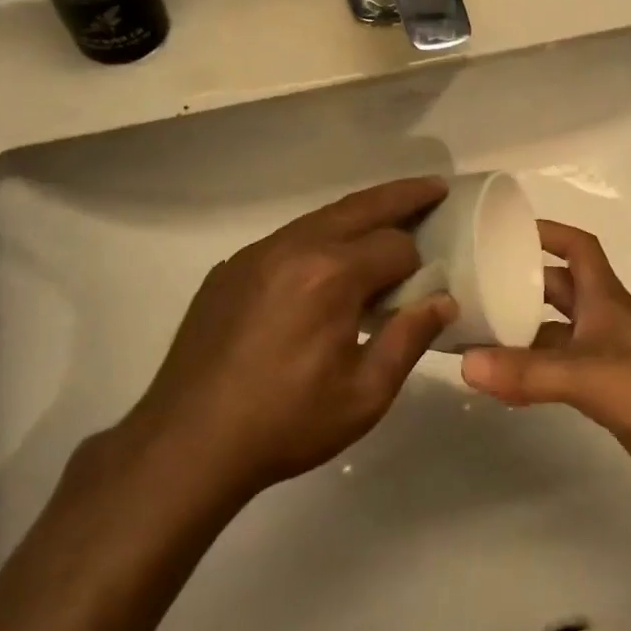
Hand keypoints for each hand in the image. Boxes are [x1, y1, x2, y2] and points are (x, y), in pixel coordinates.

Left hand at [118, 177, 456, 503]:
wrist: (187, 443)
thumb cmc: (285, 423)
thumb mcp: (364, 395)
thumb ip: (409, 339)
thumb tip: (443, 300)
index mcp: (331, 275)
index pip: (395, 247)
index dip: (419, 265)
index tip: (428, 287)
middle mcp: (295, 247)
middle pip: (362, 207)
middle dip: (403, 196)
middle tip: (435, 187)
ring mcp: (257, 252)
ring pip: (323, 217)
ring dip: (361, 212)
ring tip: (390, 213)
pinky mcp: (232, 267)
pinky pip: (289, 238)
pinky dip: (322, 235)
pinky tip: (329, 259)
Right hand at [460, 221, 630, 495]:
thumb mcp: (584, 374)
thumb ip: (527, 372)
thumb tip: (464, 364)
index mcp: (602, 296)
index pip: (577, 246)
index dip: (547, 232)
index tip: (508, 231)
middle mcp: (602, 317)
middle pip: (557, 288)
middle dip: (521, 283)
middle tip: (476, 288)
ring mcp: (605, 353)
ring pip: (555, 331)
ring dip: (523, 331)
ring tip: (478, 336)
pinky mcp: (606, 387)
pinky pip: (561, 368)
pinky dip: (534, 369)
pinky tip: (505, 382)